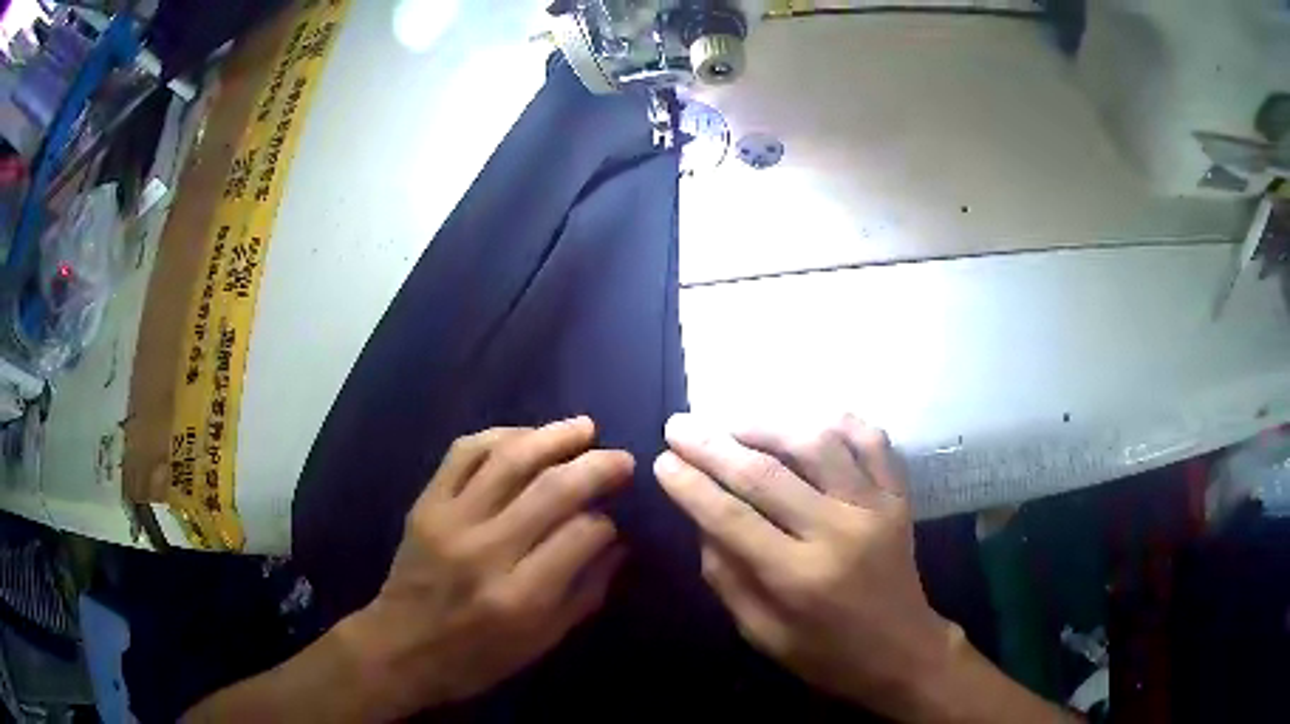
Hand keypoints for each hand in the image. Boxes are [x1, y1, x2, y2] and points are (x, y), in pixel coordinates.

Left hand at [347, 417, 631, 717]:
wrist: (400, 647)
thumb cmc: (477, 657)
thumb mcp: (541, 642)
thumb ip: (586, 593)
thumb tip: (619, 544)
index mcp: (521, 597)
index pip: (581, 535)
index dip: (607, 522)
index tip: (614, 521)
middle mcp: (486, 551)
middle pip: (551, 489)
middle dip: (596, 466)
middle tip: (621, 459)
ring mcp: (451, 520)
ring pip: (509, 460)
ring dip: (553, 436)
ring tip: (584, 428)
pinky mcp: (426, 504)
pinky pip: (463, 453)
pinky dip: (500, 436)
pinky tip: (526, 436)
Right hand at [655, 413, 949, 715]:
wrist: (903, 651)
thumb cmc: (827, 654)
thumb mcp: (762, 633)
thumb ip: (727, 576)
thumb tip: (702, 519)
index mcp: (800, 578)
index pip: (731, 519)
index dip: (691, 486)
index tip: (662, 461)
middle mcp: (839, 532)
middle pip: (766, 474)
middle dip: (713, 445)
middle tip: (678, 426)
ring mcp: (875, 507)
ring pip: (817, 443)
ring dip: (767, 425)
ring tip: (733, 424)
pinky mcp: (898, 496)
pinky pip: (871, 441)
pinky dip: (839, 422)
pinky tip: (807, 422)